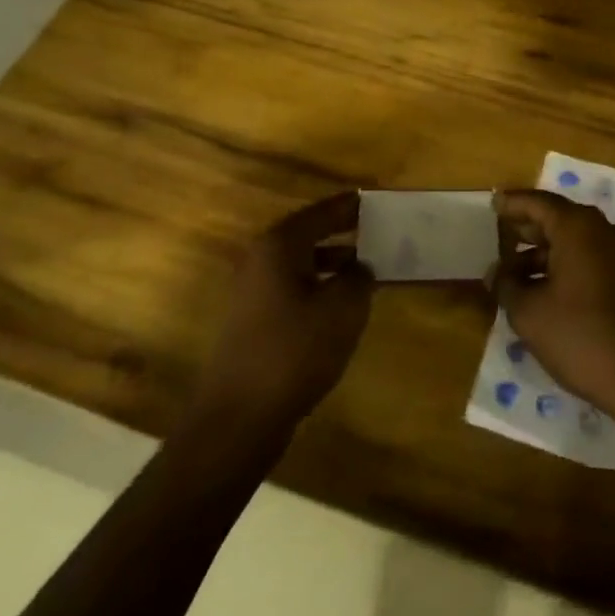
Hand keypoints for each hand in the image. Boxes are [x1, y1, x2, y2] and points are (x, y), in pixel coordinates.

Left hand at [196, 193, 372, 431]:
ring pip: (300, 264)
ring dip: (331, 262)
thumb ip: (358, 278)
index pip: (321, 212)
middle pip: (307, 234)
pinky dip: (318, 288)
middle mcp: (261, 260)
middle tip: (374, 229)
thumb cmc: (295, 351)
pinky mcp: (253, 322)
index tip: (373, 199)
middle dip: (340, 231)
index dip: (349, 206)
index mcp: (279, 246)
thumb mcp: (342, 309)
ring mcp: (252, 293)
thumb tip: (360, 267)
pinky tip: (340, 307)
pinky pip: (293, 290)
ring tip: (366, 268)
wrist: (240, 417)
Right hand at [491, 190, 614, 419]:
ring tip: (513, 274)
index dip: (512, 203)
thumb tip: (497, 272)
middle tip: (498, 235)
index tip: (492, 204)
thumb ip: (506, 285)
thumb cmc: (581, 337)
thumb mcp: (529, 313)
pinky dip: (564, 265)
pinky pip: (589, 258)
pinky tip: (544, 290)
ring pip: (574, 241)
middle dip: (527, 227)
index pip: (538, 202)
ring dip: (543, 252)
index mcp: (578, 227)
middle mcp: (603, 231)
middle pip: (558, 217)